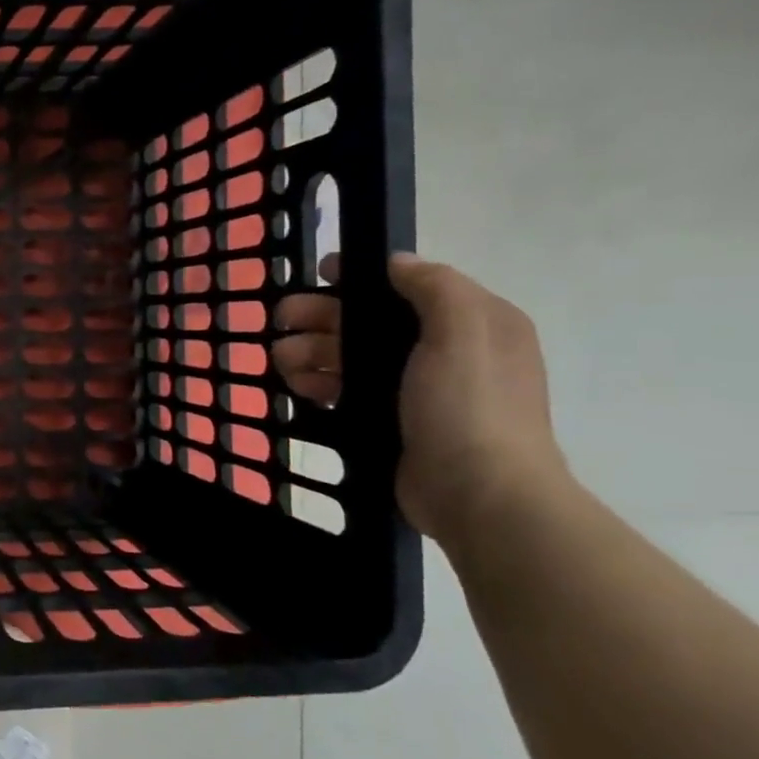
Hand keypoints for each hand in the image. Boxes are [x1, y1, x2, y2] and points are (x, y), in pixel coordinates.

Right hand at [275, 252, 570, 543]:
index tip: (319, 274)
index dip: (361, 276)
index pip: (408, 285)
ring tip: (282, 361)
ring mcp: (413, 389)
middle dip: (321, 316)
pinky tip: (298, 388)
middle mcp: (443, 350)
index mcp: (470, 322)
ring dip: (311, 352)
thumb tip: (397, 262)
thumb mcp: (463, 331)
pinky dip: (317, 385)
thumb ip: (434, 287)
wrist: (478, 496)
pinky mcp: (387, 420)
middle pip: (369, 320)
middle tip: (279, 320)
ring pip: (349, 356)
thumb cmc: (470, 406)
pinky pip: (343, 391)